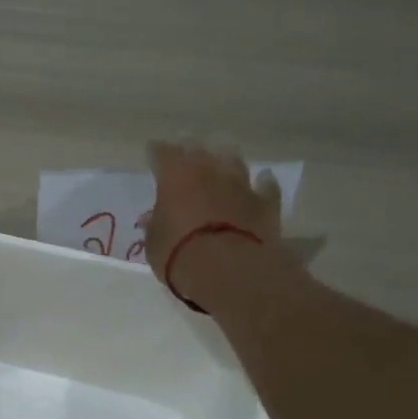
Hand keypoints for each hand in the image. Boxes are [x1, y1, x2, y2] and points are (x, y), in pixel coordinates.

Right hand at [144, 140, 281, 301]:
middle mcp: (208, 171)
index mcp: (174, 176)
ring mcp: (240, 184)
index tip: (153, 152)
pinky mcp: (265, 202)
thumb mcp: (154, 243)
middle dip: (191, 148)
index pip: (162, 153)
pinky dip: (262, 183)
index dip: (157, 152)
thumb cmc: (179, 254)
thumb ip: (154, 225)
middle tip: (187, 151)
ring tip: (222, 161)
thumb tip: (152, 217)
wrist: (230, 269)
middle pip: (199, 149)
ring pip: (233, 160)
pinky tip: (262, 181)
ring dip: (226, 160)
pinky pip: (265, 186)